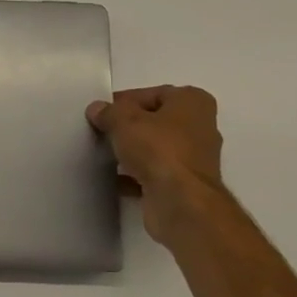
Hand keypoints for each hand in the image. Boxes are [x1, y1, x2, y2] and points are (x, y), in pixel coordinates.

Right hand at [86, 85, 224, 246]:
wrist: (180, 202)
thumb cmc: (158, 149)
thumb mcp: (124, 121)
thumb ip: (108, 112)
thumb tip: (97, 109)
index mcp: (192, 102)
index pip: (152, 94)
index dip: (124, 102)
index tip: (101, 113)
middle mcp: (199, 127)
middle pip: (155, 121)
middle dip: (128, 127)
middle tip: (100, 132)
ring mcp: (193, 158)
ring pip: (154, 149)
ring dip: (131, 152)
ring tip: (103, 155)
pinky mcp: (184, 185)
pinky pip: (153, 173)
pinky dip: (134, 175)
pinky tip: (113, 179)